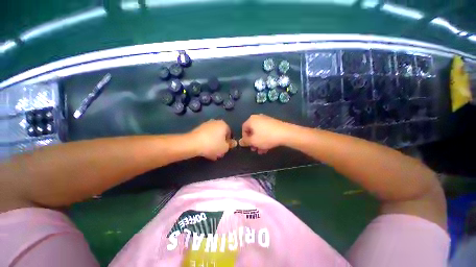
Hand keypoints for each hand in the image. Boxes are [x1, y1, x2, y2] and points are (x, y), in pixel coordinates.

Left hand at [189, 120, 236, 159]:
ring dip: (213, 144)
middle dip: (220, 143)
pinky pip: (206, 136)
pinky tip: (204, 150)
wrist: (193, 143)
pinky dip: (206, 142)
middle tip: (218, 152)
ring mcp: (206, 124)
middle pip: (221, 134)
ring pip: (213, 136)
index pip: (229, 134)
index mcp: (223, 124)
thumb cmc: (212, 145)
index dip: (228, 142)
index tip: (225, 149)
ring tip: (211, 153)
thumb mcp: (225, 148)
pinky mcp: (198, 129)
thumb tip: (234, 143)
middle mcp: (215, 122)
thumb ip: (230, 145)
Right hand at [239, 114, 291, 153]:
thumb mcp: (253, 141)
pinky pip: (265, 131)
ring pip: (259, 132)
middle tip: (254, 149)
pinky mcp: (273, 123)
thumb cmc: (266, 137)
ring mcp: (266, 120)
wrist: (285, 133)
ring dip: (259, 142)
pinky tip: (267, 147)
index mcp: (251, 120)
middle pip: (252, 131)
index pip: (243, 129)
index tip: (248, 145)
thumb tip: (240, 142)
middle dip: (253, 142)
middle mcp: (258, 118)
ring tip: (261, 150)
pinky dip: (264, 138)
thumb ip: (245, 142)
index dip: (244, 138)